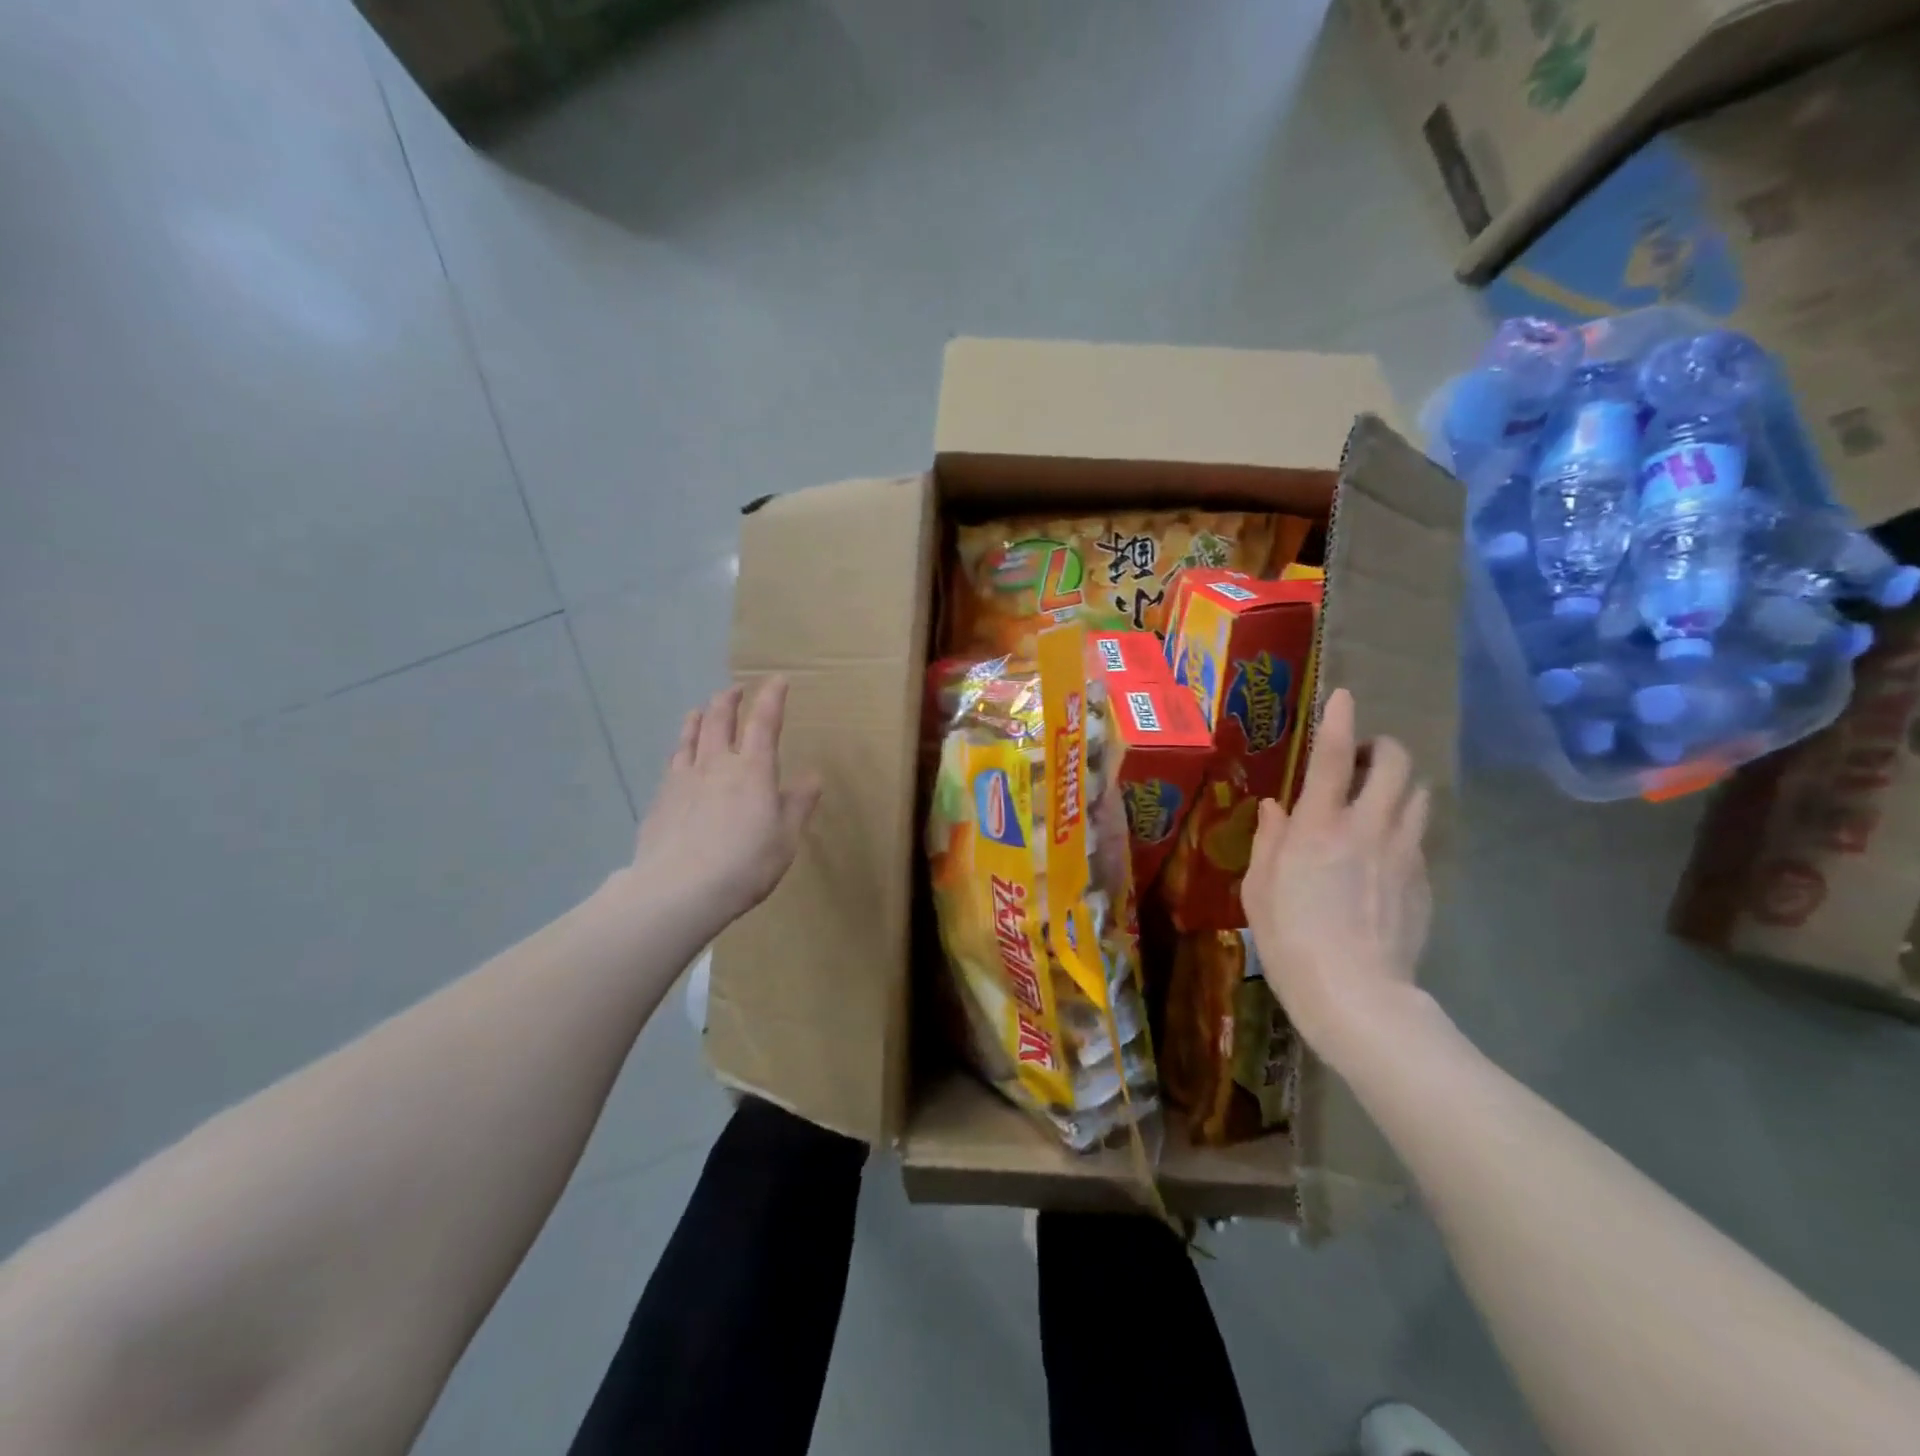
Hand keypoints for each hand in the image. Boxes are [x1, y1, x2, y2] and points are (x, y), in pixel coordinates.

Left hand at [629, 678, 821, 932]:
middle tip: (736, 689)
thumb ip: (798, 804)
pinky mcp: (661, 798)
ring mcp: (684, 779)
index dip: (771, 698)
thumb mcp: (785, 838)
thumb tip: (813, 776)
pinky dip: (680, 746)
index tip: (778, 679)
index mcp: (753, 770)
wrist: (679, 890)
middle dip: (730, 699)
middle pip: (720, 719)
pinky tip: (679, 753)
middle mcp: (716, 764)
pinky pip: (672, 761)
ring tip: (701, 709)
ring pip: (691, 736)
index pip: (764, 722)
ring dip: (699, 717)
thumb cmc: (745, 865)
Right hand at [1242, 688, 1431, 1068]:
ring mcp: (1404, 853)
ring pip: (1418, 795)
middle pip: (1394, 764)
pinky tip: (1383, 855)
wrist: (1356, 995)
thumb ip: (1270, 840)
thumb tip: (1277, 808)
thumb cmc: (1290, 939)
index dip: (1338, 720)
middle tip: (1361, 759)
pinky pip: (1419, 837)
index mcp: (1318, 826)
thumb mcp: (1259, 888)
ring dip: (1399, 785)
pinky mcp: (1424, 880)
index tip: (1343, 696)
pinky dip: (1404, 828)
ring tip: (1377, 800)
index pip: (1332, 757)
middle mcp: (1367, 827)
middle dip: (1382, 747)